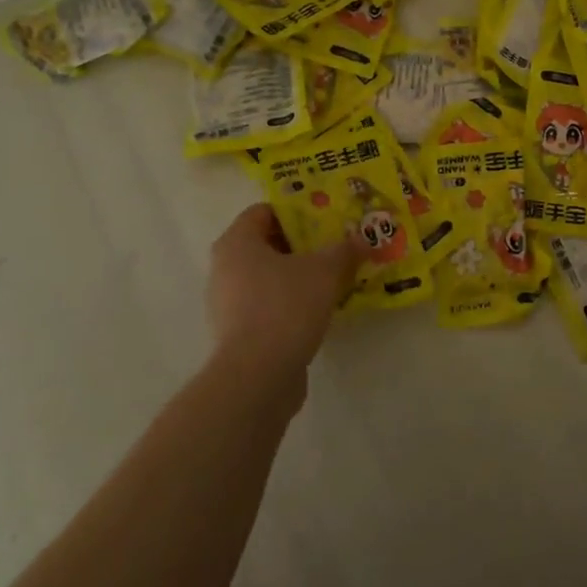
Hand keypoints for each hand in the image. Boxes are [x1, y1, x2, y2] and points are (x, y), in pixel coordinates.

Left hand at [207, 204, 362, 387]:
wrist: (258, 375)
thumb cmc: (286, 306)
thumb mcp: (325, 271)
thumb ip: (344, 250)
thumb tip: (363, 239)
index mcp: (237, 243)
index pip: (264, 211)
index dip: (296, 211)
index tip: (326, 219)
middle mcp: (224, 268)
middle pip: (266, 244)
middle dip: (301, 245)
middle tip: (335, 247)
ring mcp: (227, 303)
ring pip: (267, 277)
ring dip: (297, 275)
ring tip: (332, 279)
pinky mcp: (238, 333)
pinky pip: (267, 305)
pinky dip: (290, 303)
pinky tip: (318, 309)